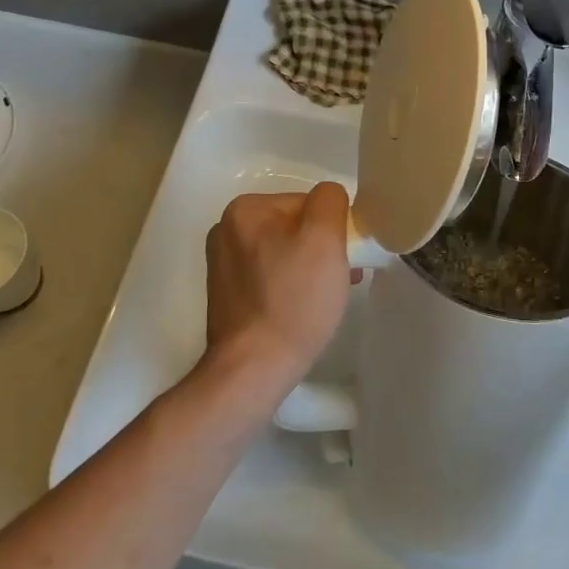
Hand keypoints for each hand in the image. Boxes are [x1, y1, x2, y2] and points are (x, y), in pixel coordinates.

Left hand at [202, 183, 355, 397]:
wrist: (253, 369)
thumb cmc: (293, 300)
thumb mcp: (324, 238)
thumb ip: (330, 201)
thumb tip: (329, 199)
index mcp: (244, 210)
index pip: (307, 203)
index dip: (332, 229)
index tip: (344, 259)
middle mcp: (227, 230)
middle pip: (294, 227)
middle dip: (322, 249)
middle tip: (341, 279)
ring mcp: (223, 265)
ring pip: (284, 252)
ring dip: (310, 268)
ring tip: (327, 298)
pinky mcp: (228, 295)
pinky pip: (271, 276)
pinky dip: (291, 286)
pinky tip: (303, 309)